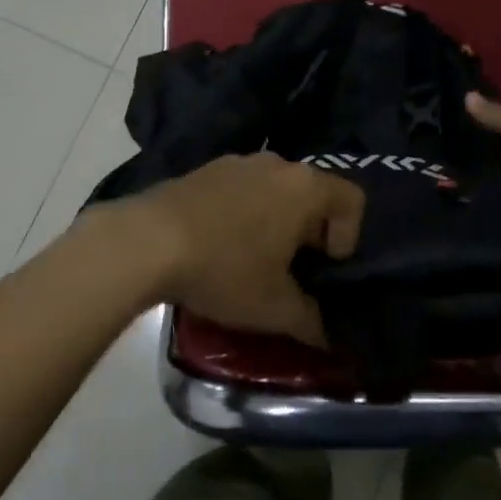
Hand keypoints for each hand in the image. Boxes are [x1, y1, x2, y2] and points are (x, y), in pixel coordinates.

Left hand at [120, 154, 364, 346]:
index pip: (353, 200)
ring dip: (277, 222)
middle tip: (292, 274)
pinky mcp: (207, 168)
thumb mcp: (274, 308)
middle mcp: (277, 164)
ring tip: (255, 262)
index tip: (322, 269)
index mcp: (304, 187)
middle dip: (311, 234)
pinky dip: (245, 213)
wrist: (147, 240)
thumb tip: (331, 337)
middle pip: (314, 194)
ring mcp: (239, 161)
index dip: (349, 238)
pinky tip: (221, 245)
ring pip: (276, 190)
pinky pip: (244, 189)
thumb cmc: (224, 268)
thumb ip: (313, 322)